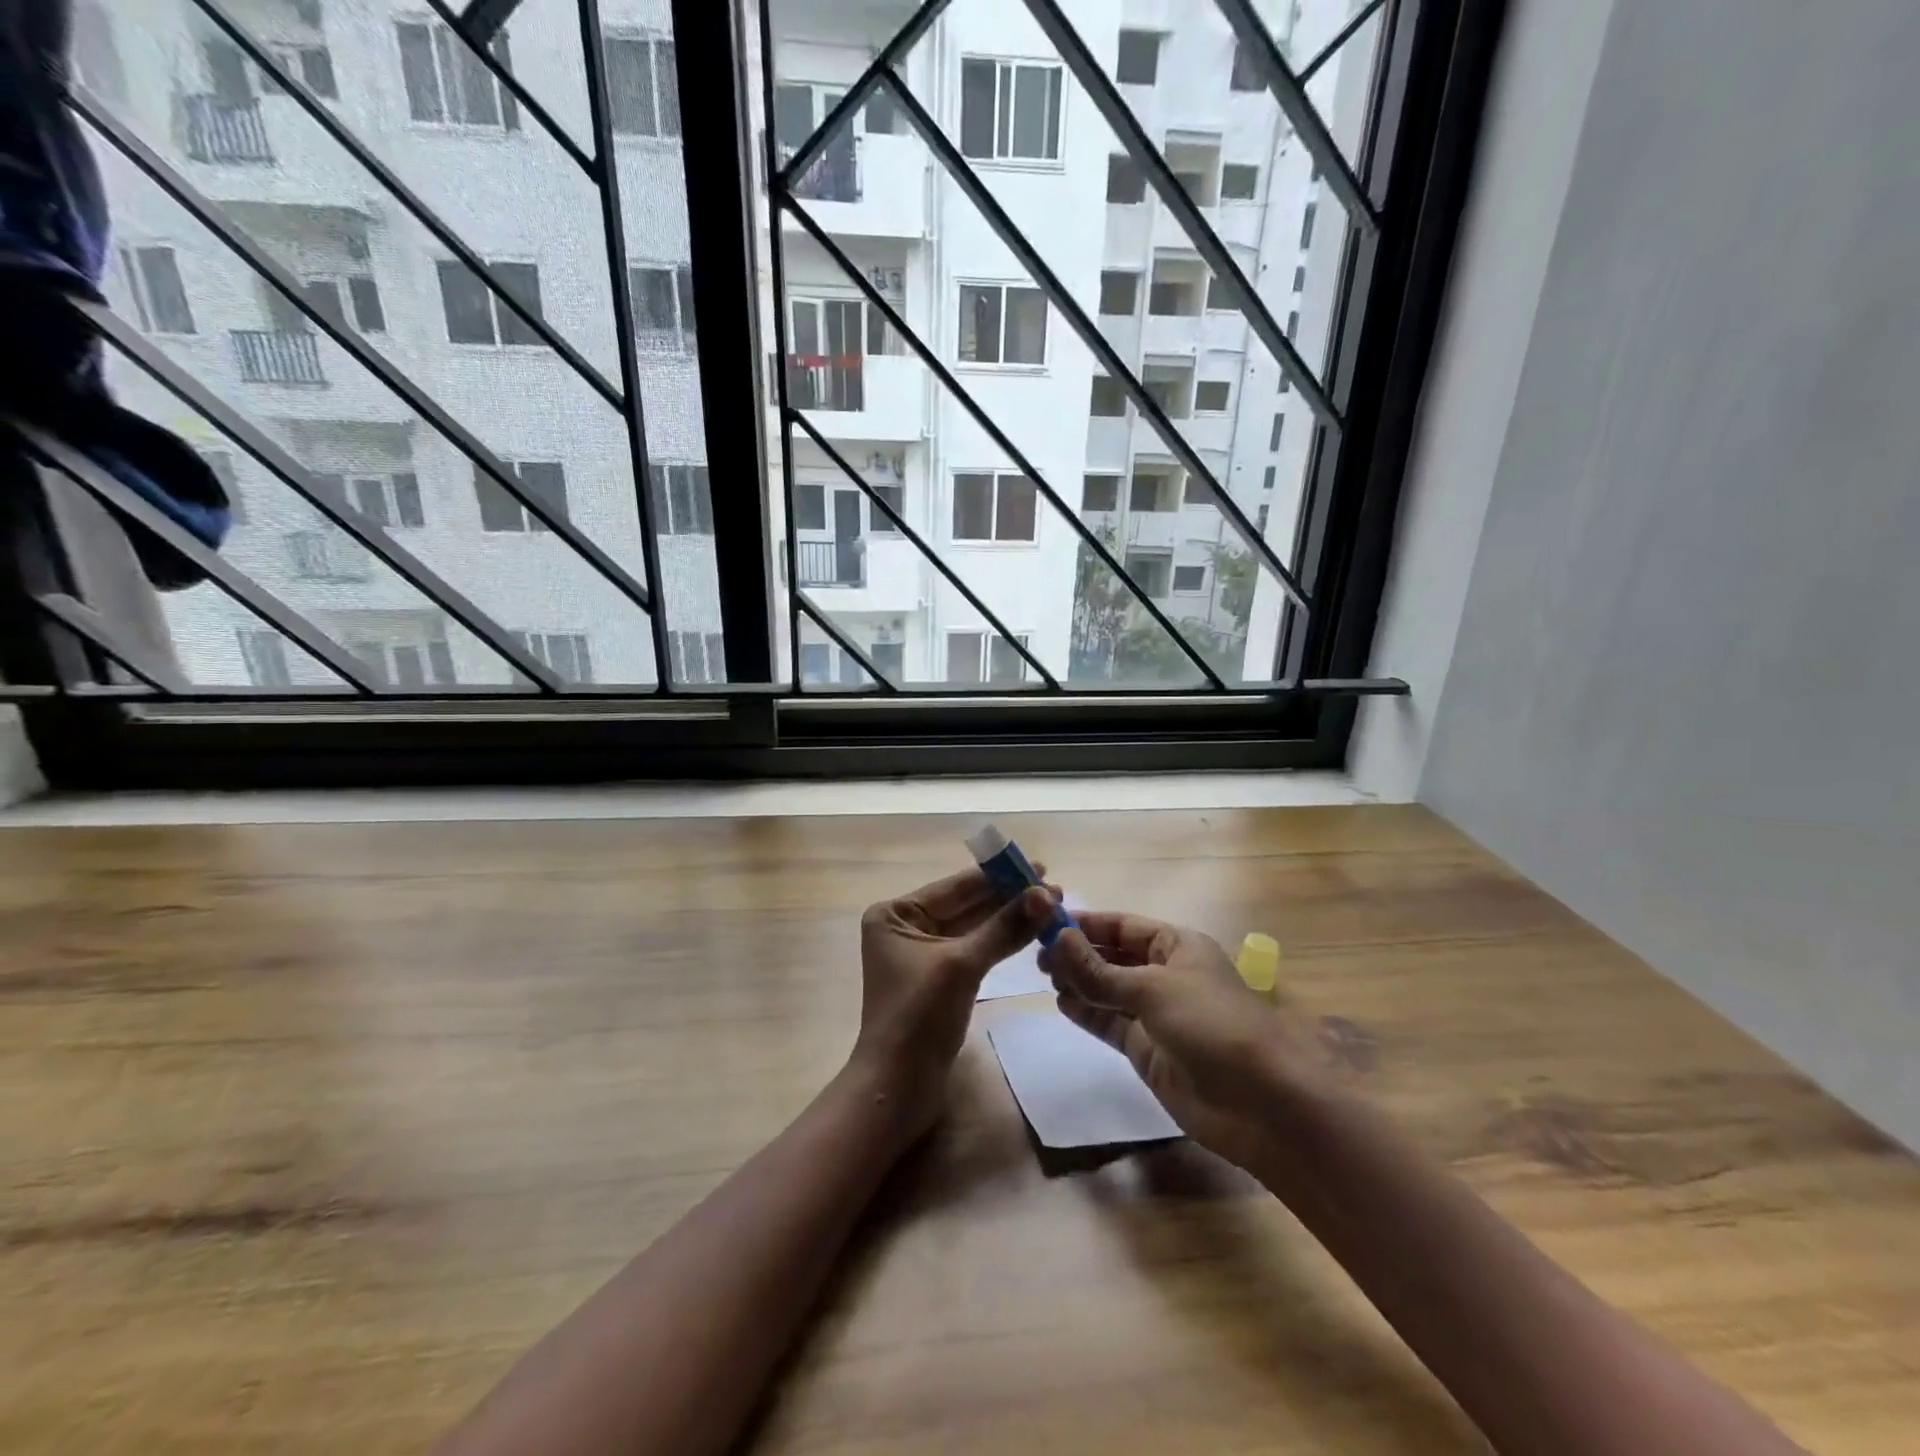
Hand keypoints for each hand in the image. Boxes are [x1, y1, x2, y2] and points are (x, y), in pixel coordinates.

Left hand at [851, 867, 1057, 1142]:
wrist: (898, 1088)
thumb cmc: (919, 1018)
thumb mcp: (962, 965)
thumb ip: (1004, 928)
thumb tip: (1045, 894)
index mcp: (897, 914)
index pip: (956, 887)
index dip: (998, 876)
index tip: (1038, 866)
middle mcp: (906, 927)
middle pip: (966, 904)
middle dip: (1009, 897)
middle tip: (1054, 889)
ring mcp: (923, 954)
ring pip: (974, 927)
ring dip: (1009, 919)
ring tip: (1050, 907)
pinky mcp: (940, 979)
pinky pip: (975, 949)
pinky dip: (1001, 942)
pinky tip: (1029, 931)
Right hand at [1039, 912, 1319, 1168]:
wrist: (1261, 1103)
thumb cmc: (1212, 1024)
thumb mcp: (1152, 988)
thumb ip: (1099, 970)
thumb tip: (1055, 940)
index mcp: (1176, 945)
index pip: (1123, 925)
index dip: (1086, 923)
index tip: (1045, 922)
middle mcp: (1165, 974)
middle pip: (1113, 955)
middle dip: (1078, 952)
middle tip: (1037, 954)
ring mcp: (1156, 1013)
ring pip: (1108, 989)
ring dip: (1078, 981)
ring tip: (1043, 976)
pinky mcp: (1148, 1049)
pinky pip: (1110, 1023)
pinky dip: (1086, 1012)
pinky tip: (1061, 1003)